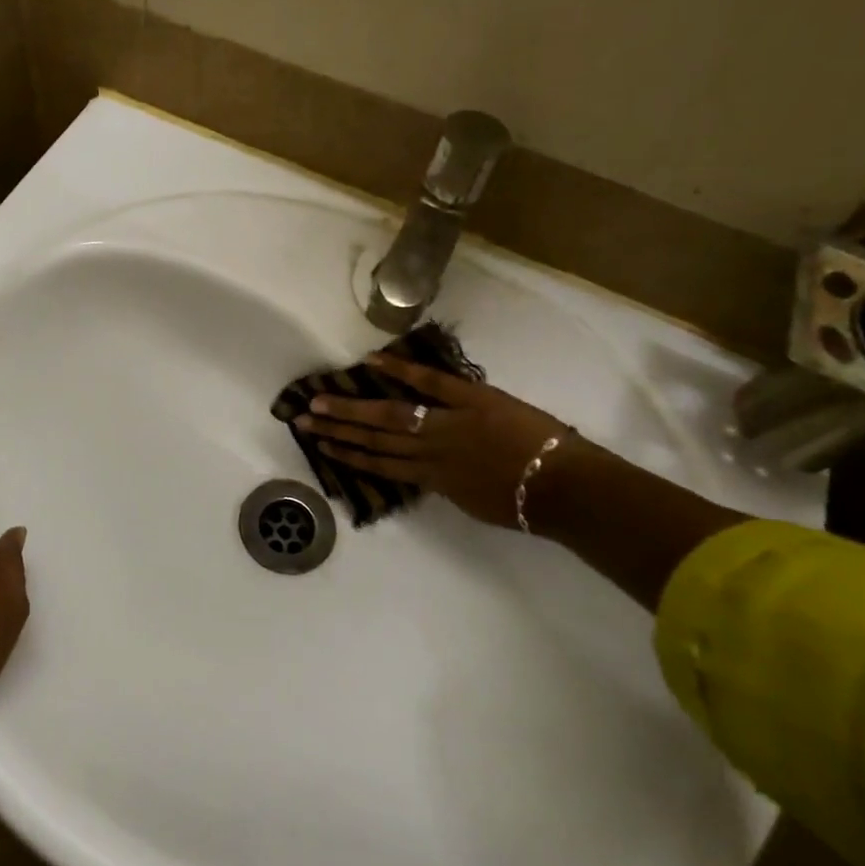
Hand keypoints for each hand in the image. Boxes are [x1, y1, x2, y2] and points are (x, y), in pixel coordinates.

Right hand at [291, 353, 572, 529]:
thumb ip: (448, 485)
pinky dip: (400, 370)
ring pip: (390, 415)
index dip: (347, 456)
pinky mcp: (470, 399)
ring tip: (320, 400)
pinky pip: (430, 382)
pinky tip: (371, 362)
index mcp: (431, 478)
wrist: (563, 488)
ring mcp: (446, 423)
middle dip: (336, 429)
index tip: (320, 446)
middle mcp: (428, 451)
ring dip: (352, 408)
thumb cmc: (525, 503)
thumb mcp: (475, 503)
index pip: (379, 465)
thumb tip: (429, 473)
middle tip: (301, 419)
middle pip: (374, 439)